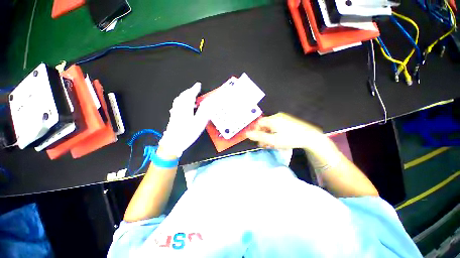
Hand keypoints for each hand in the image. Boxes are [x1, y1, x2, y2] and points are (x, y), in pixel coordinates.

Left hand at [157, 82, 209, 158]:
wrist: (172, 143)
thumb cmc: (187, 133)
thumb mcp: (199, 123)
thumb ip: (204, 111)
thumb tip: (208, 102)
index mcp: (186, 108)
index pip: (190, 95)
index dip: (194, 89)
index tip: (198, 85)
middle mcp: (179, 108)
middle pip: (183, 96)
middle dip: (189, 91)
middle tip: (195, 89)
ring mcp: (175, 112)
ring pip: (179, 100)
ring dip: (185, 95)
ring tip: (191, 96)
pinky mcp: (173, 117)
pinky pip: (177, 105)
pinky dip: (181, 101)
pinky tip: (184, 105)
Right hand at [246, 113, 340, 171]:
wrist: (310, 137)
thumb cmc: (290, 139)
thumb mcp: (273, 140)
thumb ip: (259, 137)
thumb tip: (247, 134)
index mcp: (272, 120)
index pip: (259, 123)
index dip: (256, 131)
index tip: (258, 140)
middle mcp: (277, 117)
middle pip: (264, 125)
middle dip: (262, 134)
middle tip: (264, 144)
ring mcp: (283, 118)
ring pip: (271, 126)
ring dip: (268, 134)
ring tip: (271, 143)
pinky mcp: (288, 121)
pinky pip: (277, 125)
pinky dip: (274, 132)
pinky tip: (277, 139)